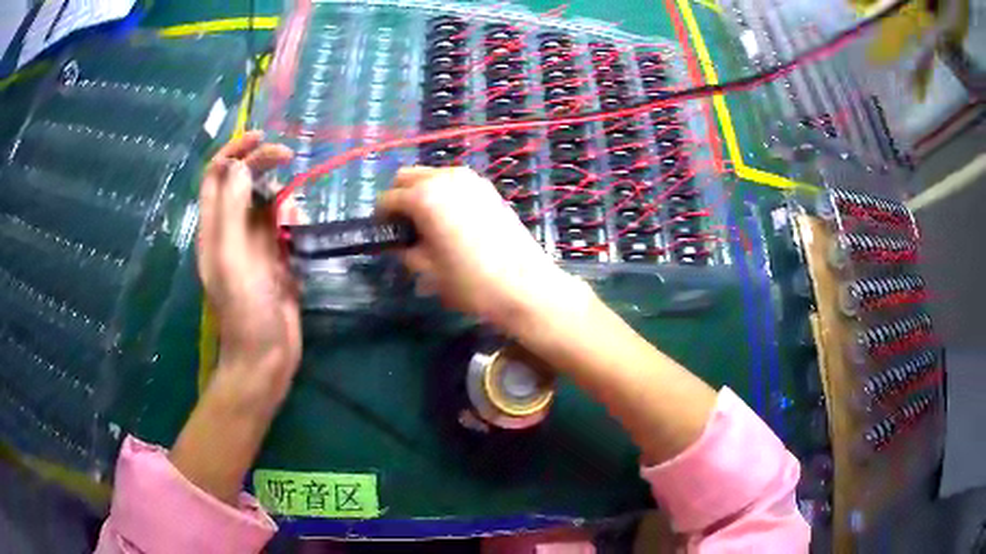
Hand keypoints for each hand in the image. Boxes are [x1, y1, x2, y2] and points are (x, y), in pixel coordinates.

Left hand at [172, 132, 297, 505]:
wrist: (266, 356)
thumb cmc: (245, 310)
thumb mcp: (232, 257)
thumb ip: (232, 209)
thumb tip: (242, 166)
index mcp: (214, 228)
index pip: (216, 175)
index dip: (235, 151)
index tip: (262, 139)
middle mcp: (231, 230)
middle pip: (243, 181)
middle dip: (263, 163)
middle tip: (289, 157)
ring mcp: (254, 243)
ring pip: (267, 200)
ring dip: (282, 196)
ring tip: (291, 218)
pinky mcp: (275, 257)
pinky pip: (284, 223)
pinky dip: (293, 218)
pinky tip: (298, 232)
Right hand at [378, 166, 587, 336]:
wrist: (524, 286)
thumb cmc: (470, 281)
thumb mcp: (427, 270)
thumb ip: (405, 249)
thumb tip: (400, 241)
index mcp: (424, 197)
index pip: (388, 199)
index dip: (381, 218)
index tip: (385, 235)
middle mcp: (445, 177)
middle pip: (407, 176)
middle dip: (399, 197)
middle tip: (404, 227)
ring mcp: (470, 179)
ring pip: (432, 175)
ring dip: (421, 192)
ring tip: (428, 224)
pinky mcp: (488, 187)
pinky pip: (454, 182)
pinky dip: (443, 193)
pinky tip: (452, 221)